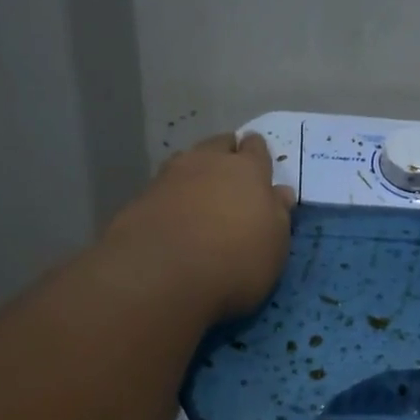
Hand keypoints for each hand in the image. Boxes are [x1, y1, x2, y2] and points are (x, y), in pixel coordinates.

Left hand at [103, 133, 294, 321]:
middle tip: (230, 177)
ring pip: (187, 160)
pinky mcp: (141, 198)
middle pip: (219, 144)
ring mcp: (169, 176)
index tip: (258, 167)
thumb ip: (277, 215)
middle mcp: (208, 162)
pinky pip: (163, 187)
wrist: (162, 274)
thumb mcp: (273, 246)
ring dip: (195, 172)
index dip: (257, 155)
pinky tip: (172, 217)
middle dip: (226, 154)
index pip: (256, 148)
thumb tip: (279, 192)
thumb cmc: (235, 261)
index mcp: (248, 170)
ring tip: (199, 195)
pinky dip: (171, 196)